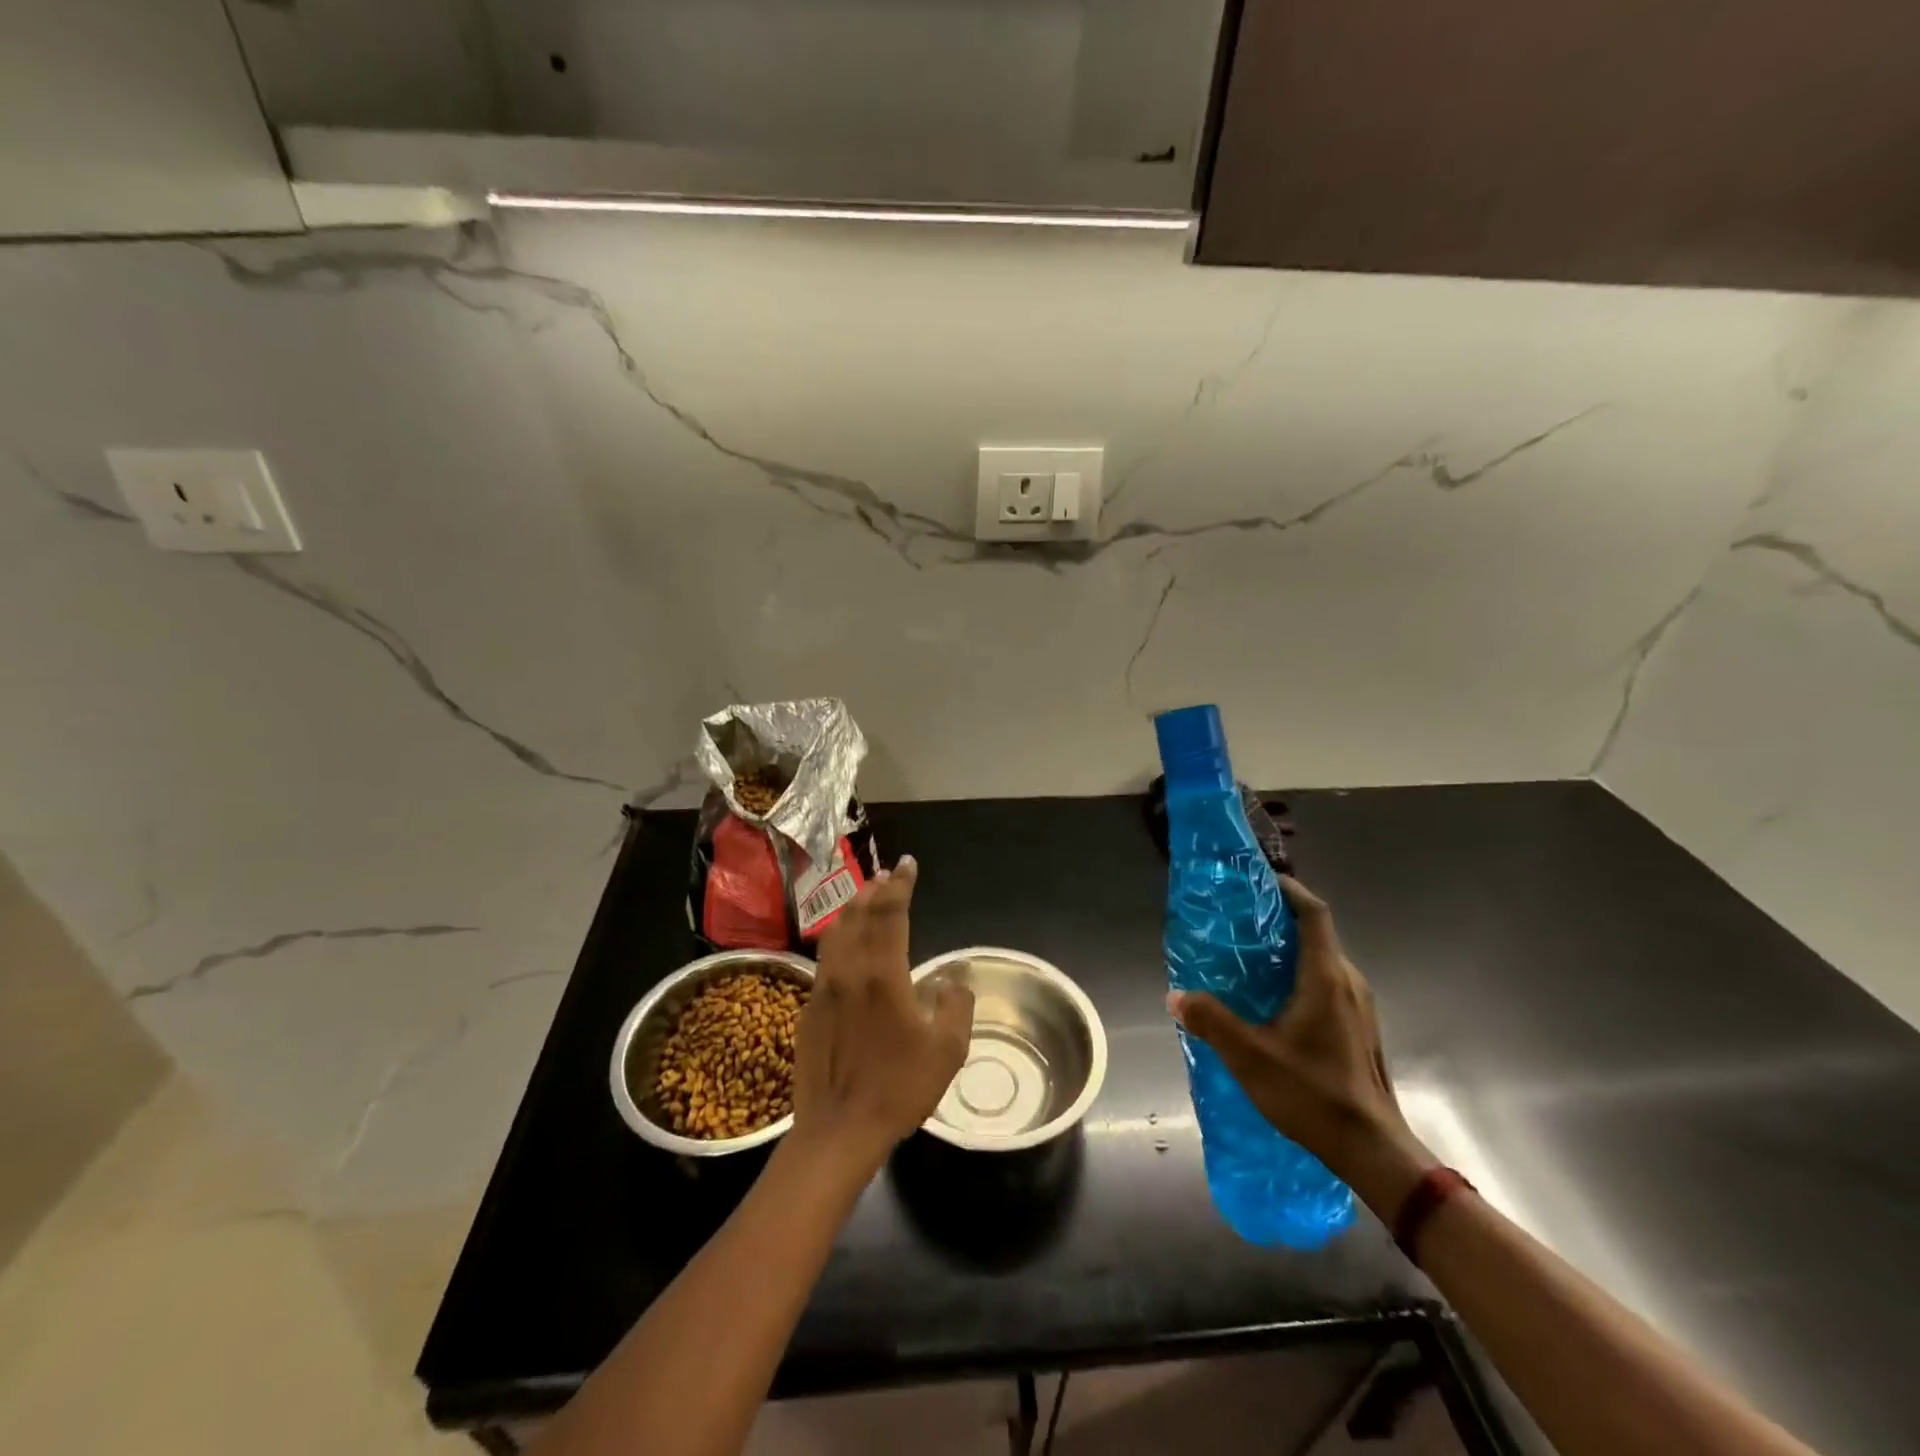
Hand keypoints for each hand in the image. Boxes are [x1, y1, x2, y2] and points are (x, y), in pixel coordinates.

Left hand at [790, 857, 973, 1171]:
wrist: (838, 1129)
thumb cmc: (898, 1088)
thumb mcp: (947, 1049)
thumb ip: (955, 1004)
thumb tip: (952, 978)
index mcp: (883, 972)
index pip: (890, 913)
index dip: (900, 885)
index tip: (908, 864)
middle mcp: (849, 969)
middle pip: (860, 914)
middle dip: (876, 889)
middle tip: (888, 874)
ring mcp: (824, 986)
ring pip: (837, 931)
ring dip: (853, 907)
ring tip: (866, 895)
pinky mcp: (809, 1006)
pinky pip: (825, 956)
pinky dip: (839, 935)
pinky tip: (845, 941)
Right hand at [1168, 877, 1434, 1215]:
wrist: (1374, 1150)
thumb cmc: (1313, 1094)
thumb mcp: (1251, 1057)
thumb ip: (1211, 1021)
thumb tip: (1176, 996)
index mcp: (1326, 977)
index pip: (1313, 913)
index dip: (1289, 889)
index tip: (1258, 881)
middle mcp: (1348, 982)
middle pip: (1317, 932)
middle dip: (1279, 918)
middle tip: (1238, 919)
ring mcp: (1359, 1006)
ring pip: (1322, 959)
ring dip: (1289, 948)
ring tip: (1248, 955)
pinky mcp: (1358, 1027)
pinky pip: (1327, 982)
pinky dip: (1299, 973)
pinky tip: (1271, 998)